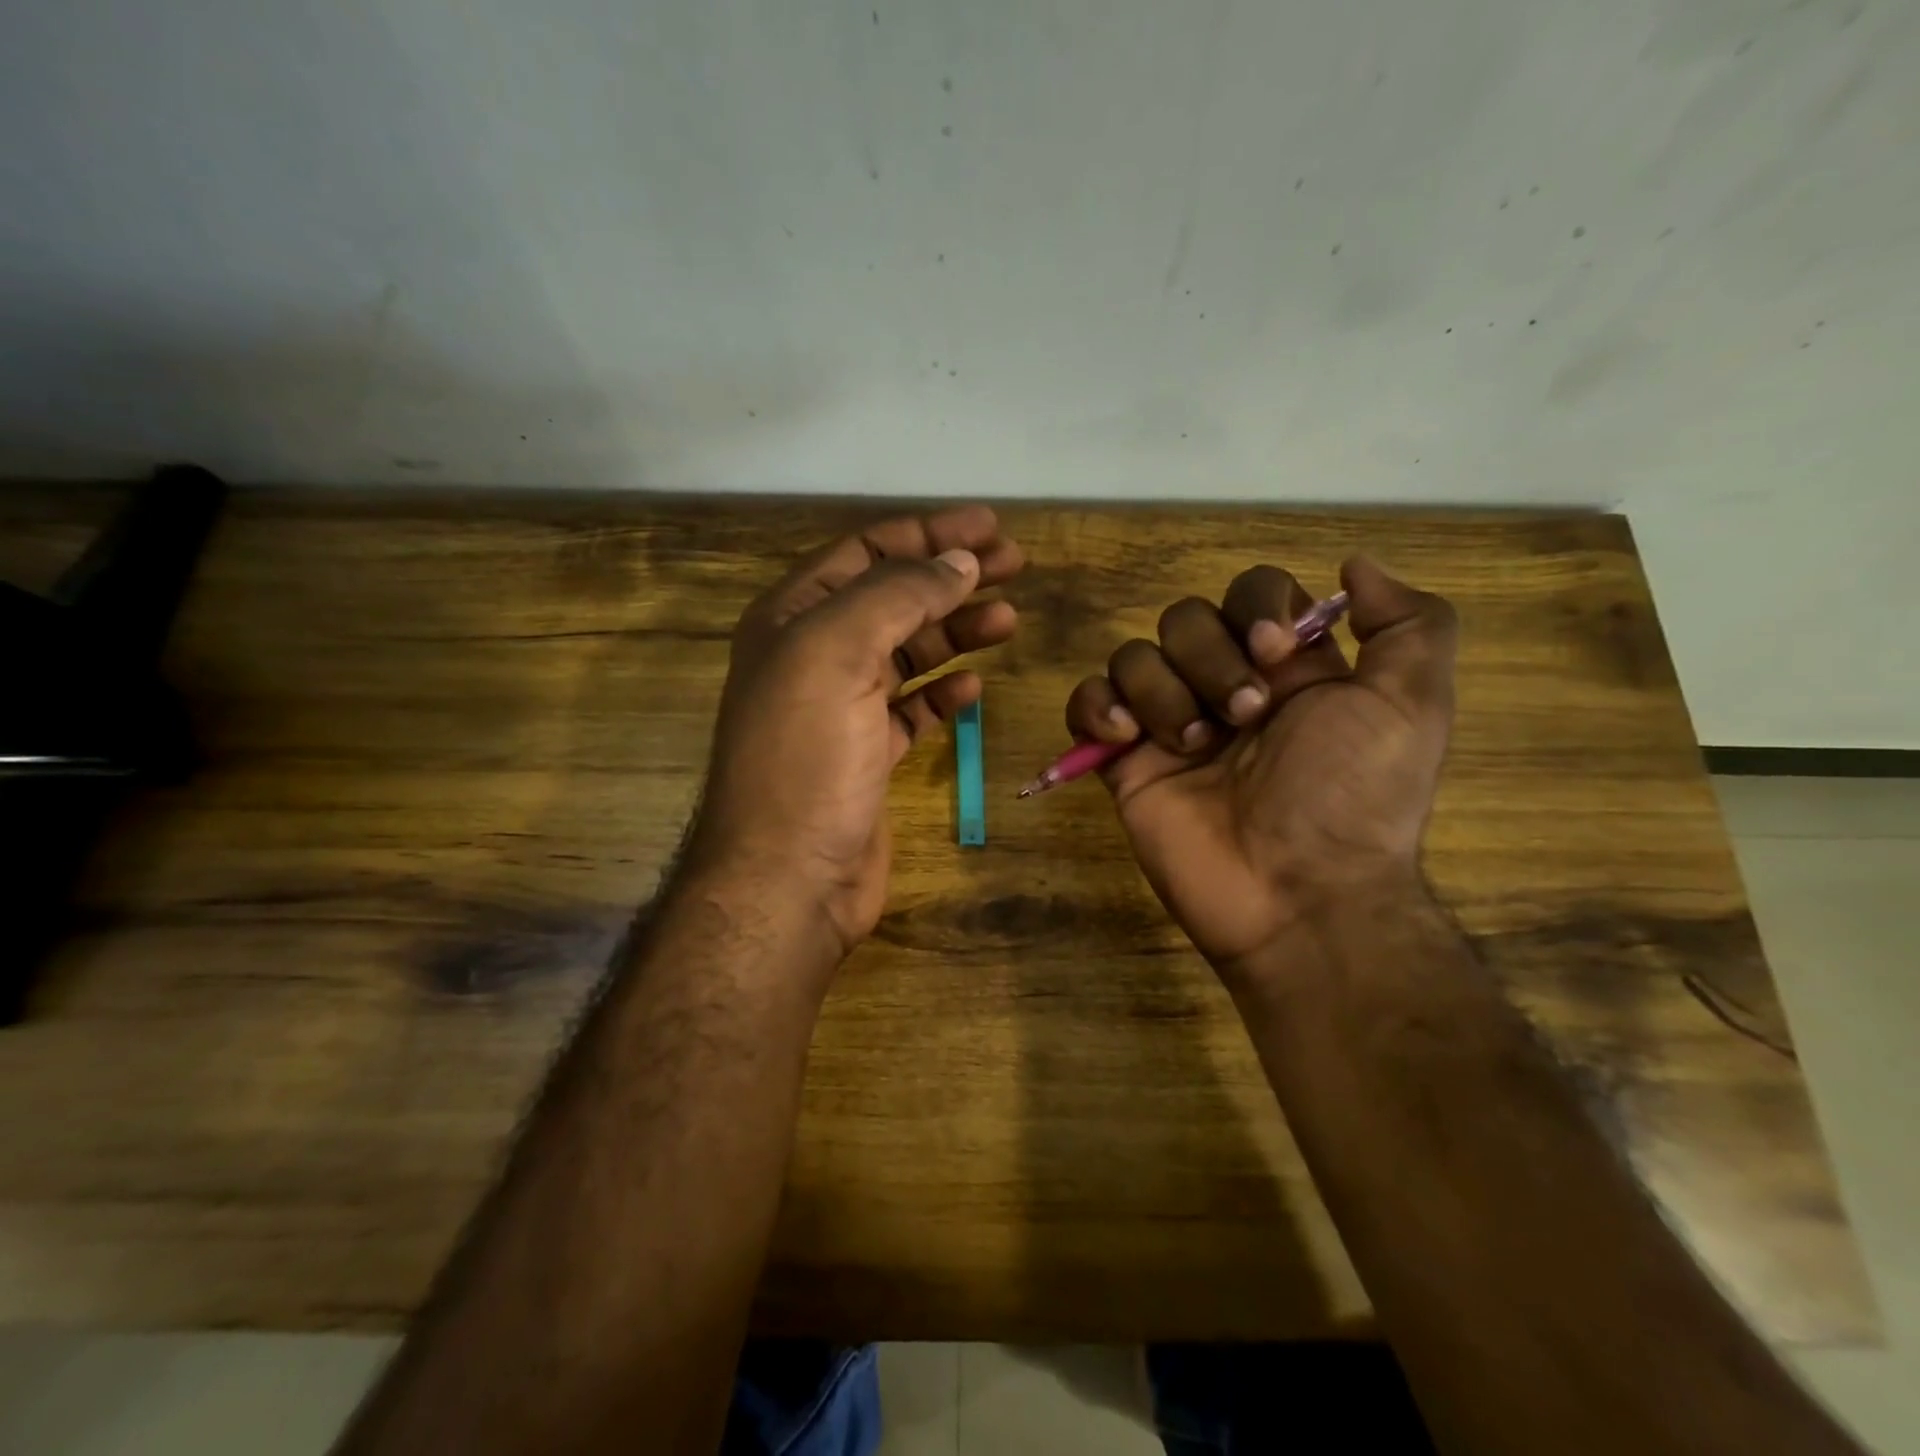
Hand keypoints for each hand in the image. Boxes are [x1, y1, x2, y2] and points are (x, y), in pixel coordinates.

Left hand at [689, 507, 1023, 958]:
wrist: (788, 878)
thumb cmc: (806, 758)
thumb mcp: (839, 653)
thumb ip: (898, 596)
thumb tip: (959, 560)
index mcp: (794, 618)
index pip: (867, 553)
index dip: (929, 533)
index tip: (991, 527)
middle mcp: (813, 655)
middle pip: (894, 598)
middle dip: (952, 577)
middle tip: (1016, 566)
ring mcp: (841, 707)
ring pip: (908, 652)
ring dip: (957, 632)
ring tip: (1009, 620)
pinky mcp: (867, 754)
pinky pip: (912, 708)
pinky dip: (943, 692)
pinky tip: (973, 687)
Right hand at [1064, 557, 1455, 975]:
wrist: (1297, 896)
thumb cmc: (1353, 798)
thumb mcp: (1412, 707)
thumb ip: (1409, 624)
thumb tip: (1353, 564)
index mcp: (1287, 669)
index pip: (1252, 592)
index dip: (1255, 608)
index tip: (1274, 655)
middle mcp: (1224, 686)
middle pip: (1184, 619)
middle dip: (1210, 660)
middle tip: (1243, 719)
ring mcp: (1169, 724)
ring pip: (1134, 656)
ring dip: (1162, 691)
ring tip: (1193, 746)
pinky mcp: (1124, 762)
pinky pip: (1088, 702)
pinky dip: (1097, 707)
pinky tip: (1127, 739)